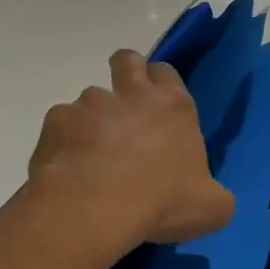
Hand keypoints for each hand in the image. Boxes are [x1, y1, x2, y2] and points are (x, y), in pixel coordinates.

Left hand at [29, 51, 235, 249]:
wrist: (96, 208)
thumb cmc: (163, 202)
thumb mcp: (212, 207)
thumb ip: (213, 194)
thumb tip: (208, 197)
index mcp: (174, 107)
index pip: (167, 72)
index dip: (162, 83)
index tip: (159, 105)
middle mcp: (132, 95)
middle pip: (127, 60)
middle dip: (126, 74)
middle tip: (126, 110)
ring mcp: (90, 105)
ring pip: (90, 99)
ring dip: (93, 120)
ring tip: (93, 157)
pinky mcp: (56, 123)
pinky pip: (61, 127)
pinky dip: (65, 144)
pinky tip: (69, 171)